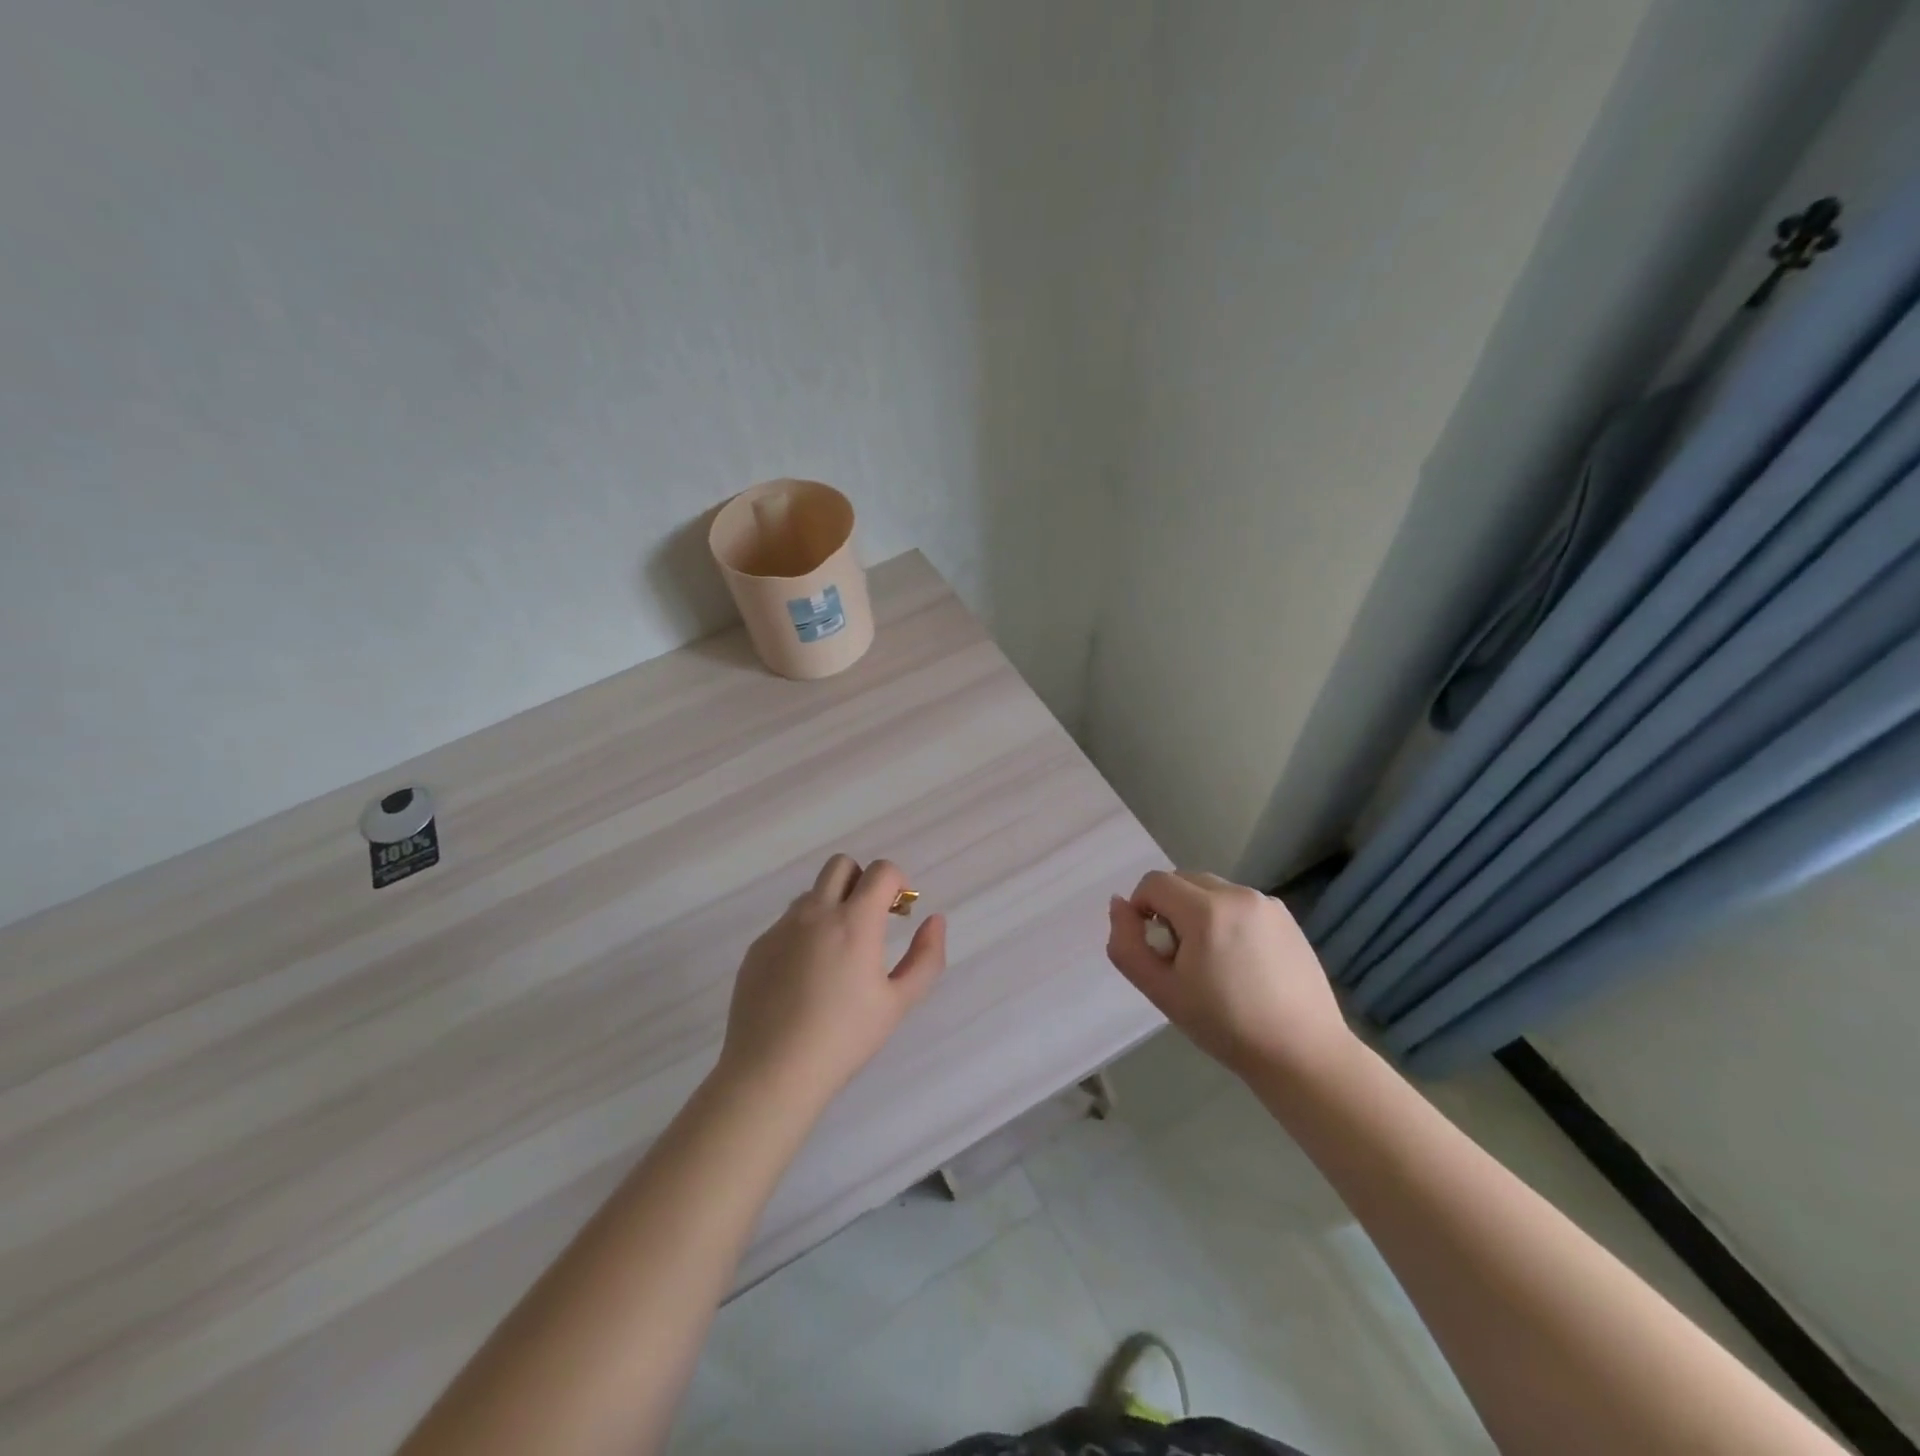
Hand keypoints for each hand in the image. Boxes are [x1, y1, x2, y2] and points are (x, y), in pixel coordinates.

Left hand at [717, 855, 946, 1112]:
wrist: (772, 1071)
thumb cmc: (844, 1038)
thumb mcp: (898, 1002)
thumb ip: (926, 957)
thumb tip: (935, 920)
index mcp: (854, 922)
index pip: (880, 871)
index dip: (897, 882)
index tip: (899, 913)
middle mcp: (815, 913)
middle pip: (841, 865)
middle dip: (862, 881)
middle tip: (871, 921)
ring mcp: (781, 928)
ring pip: (812, 894)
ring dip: (832, 906)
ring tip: (837, 955)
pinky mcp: (758, 947)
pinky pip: (787, 923)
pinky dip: (804, 933)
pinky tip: (805, 979)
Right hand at [1106, 870, 1355, 1084]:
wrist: (1301, 1054)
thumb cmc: (1225, 1026)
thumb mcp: (1161, 991)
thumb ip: (1127, 945)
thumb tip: (1118, 905)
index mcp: (1206, 910)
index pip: (1154, 883)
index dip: (1141, 908)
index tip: (1152, 947)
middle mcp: (1238, 894)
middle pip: (1183, 880)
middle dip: (1169, 909)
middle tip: (1179, 957)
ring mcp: (1266, 903)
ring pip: (1211, 891)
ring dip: (1198, 912)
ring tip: (1212, 961)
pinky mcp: (1286, 917)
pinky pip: (1239, 903)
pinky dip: (1227, 919)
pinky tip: (1241, 962)